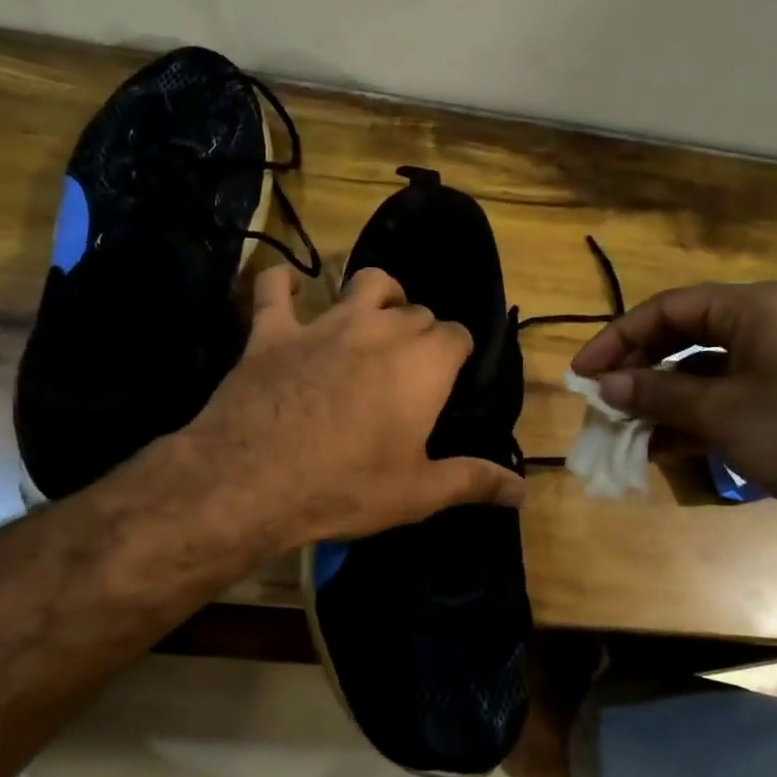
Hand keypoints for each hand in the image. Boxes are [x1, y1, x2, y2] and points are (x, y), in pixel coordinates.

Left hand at [183, 265, 526, 546]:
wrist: (252, 480)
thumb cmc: (346, 487)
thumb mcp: (418, 494)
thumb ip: (473, 482)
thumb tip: (524, 491)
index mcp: (423, 364)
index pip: (457, 335)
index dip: (457, 354)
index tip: (450, 379)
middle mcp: (380, 329)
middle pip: (416, 311)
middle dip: (422, 332)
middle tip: (412, 369)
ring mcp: (324, 324)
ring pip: (363, 282)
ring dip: (377, 293)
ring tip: (375, 316)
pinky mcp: (273, 332)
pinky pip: (275, 290)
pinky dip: (283, 283)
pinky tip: (287, 286)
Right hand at [572, 282, 776, 526]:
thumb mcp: (720, 411)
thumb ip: (656, 393)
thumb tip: (603, 384)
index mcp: (754, 309)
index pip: (668, 309)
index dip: (618, 338)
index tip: (582, 372)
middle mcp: (765, 327)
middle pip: (683, 338)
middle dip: (638, 370)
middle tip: (602, 401)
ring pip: (701, 373)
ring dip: (661, 400)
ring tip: (625, 430)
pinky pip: (725, 399)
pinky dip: (691, 420)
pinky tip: (661, 448)